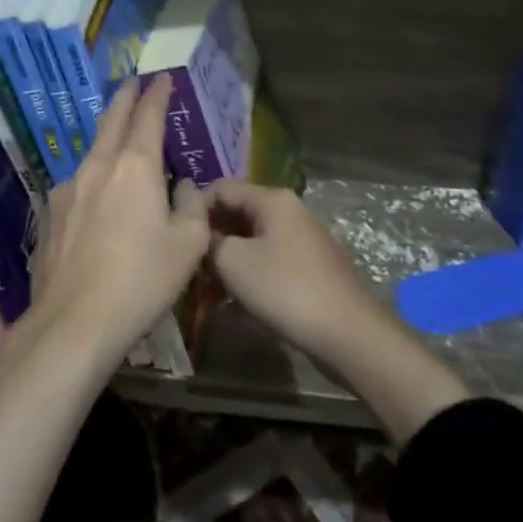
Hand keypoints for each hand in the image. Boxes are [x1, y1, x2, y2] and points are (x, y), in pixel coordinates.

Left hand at [22, 74, 211, 367]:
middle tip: (133, 84)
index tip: (162, 79)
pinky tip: (99, 198)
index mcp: (135, 167)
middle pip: (112, 121)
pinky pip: (79, 185)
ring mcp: (67, 190)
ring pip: (93, 153)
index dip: (157, 95)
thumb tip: (183, 187)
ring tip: (120, 142)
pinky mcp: (50, 215)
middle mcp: (97, 167)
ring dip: (108, 140)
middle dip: (125, 99)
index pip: (147, 116)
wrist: (75, 321)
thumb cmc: (142, 280)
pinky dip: (94, 178)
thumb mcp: (188, 246)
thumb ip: (192, 207)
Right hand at [205, 180, 381, 360]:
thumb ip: (209, 241)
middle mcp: (291, 212)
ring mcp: (304, 241)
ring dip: (229, 264)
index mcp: (273, 200)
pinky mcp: (311, 270)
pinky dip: (251, 279)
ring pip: (253, 243)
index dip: (195, 208)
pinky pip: (270, 265)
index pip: (222, 188)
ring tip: (209, 292)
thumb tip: (203, 238)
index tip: (176, 236)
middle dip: (212, 240)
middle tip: (189, 267)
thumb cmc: (284, 289)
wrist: (346, 333)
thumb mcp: (233, 262)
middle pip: (238, 215)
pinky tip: (238, 307)